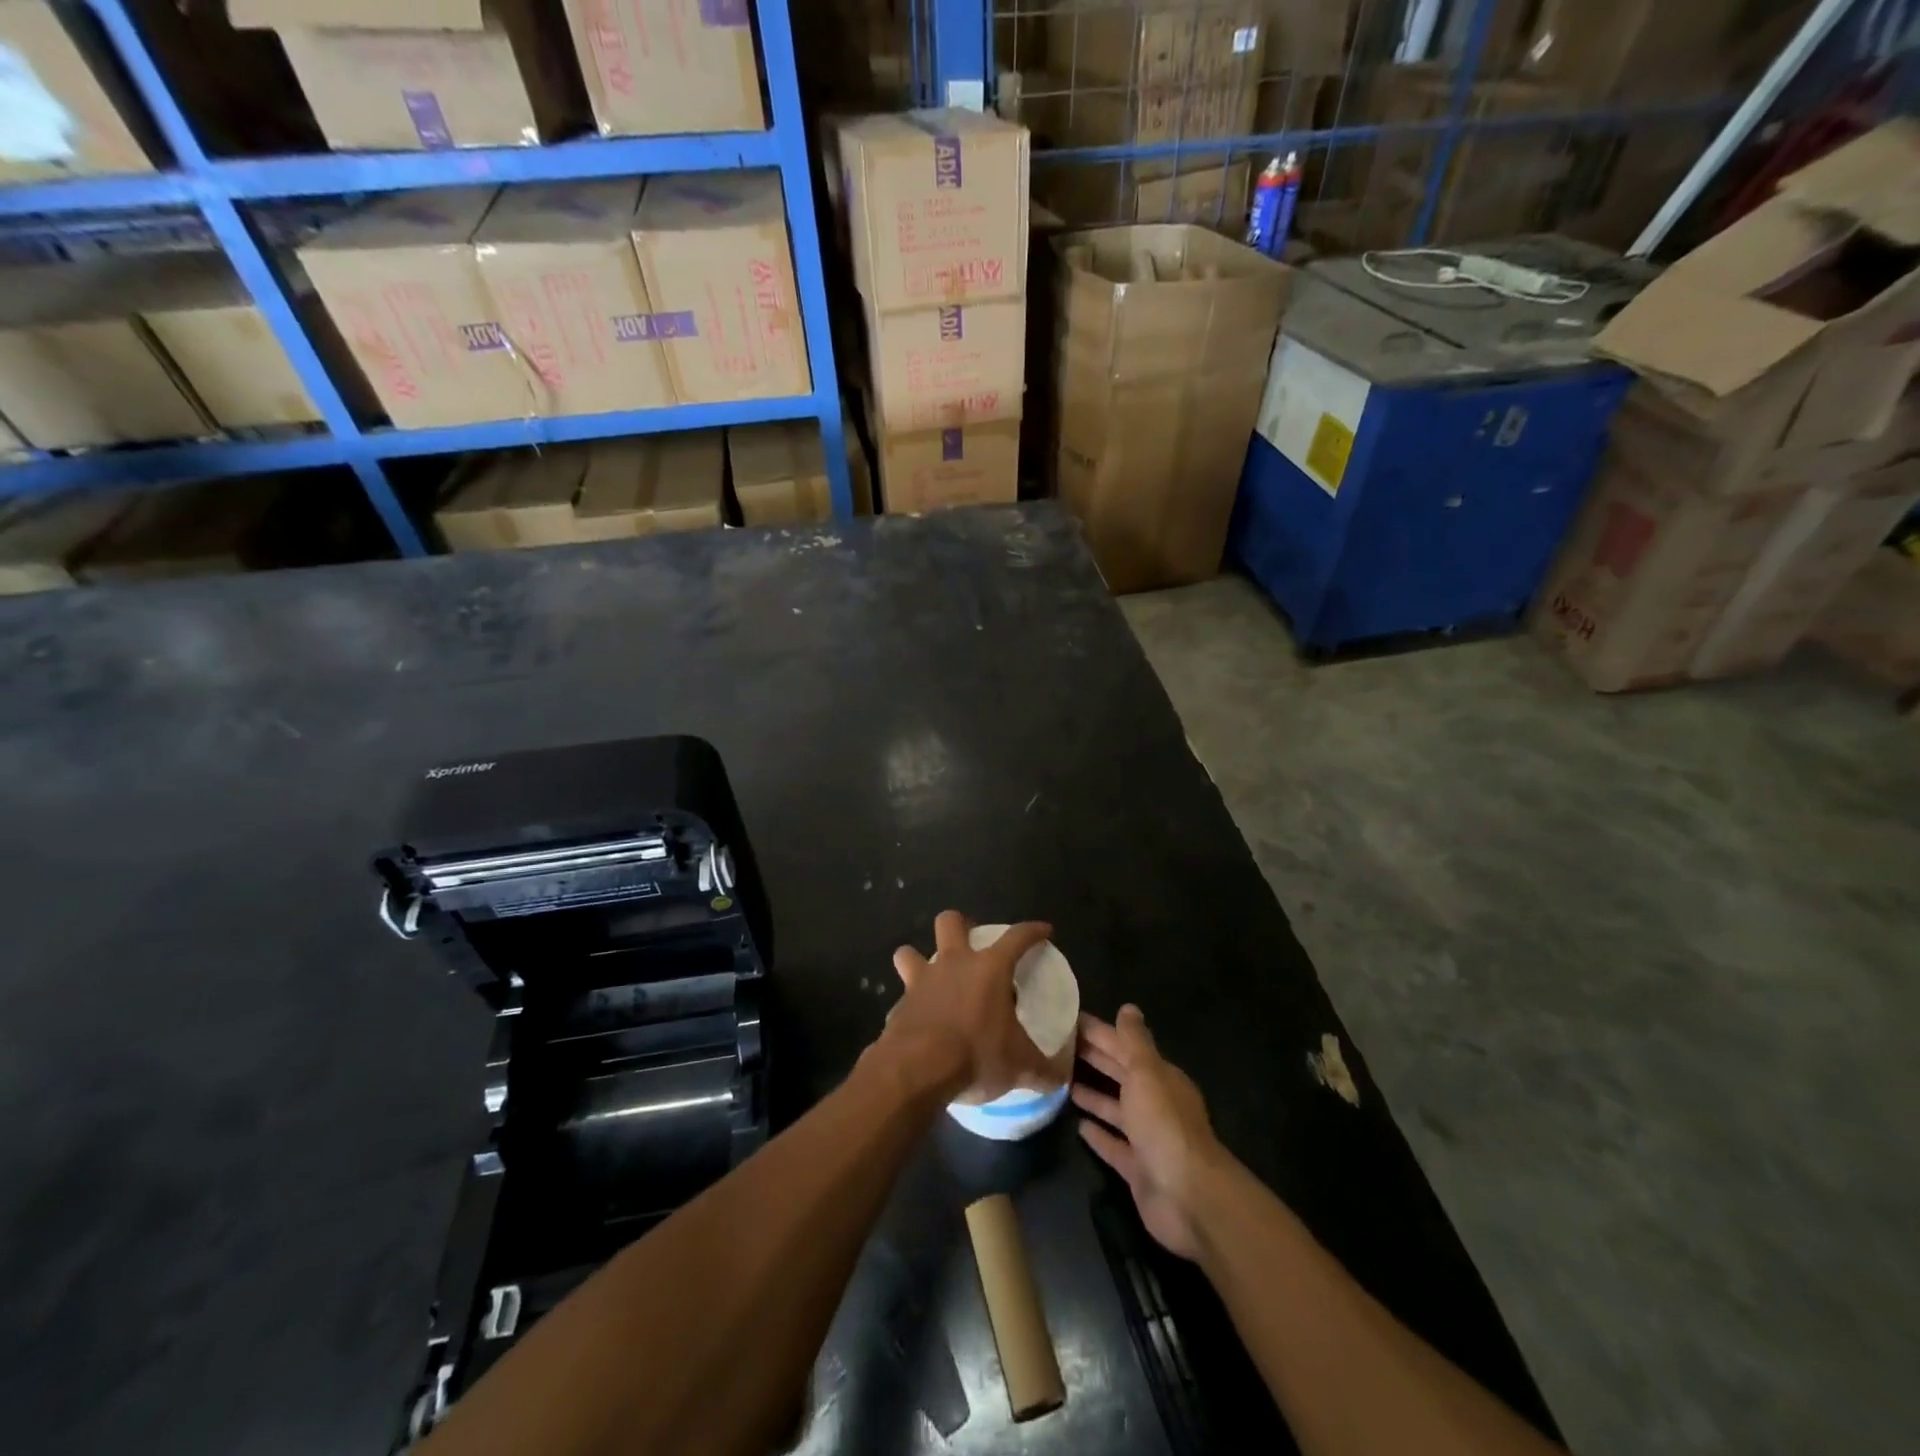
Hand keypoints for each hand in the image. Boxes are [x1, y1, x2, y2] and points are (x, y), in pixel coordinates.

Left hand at [881, 911, 1057, 1103]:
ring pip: (909, 953)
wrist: (917, 1070)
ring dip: (917, 960)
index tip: (1043, 930)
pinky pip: (903, 997)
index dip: (1032, 931)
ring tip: (932, 978)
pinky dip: (911, 1006)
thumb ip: (1043, 1070)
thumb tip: (1061, 1077)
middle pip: (950, 922)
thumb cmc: (976, 1054)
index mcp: (989, 968)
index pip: (1017, 937)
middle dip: (959, 925)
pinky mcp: (898, 1006)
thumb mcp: (1020, 1067)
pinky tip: (920, 1023)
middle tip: (970, 944)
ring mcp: (921, 982)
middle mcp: (953, 964)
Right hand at [1073, 1005, 1230, 1259]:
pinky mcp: (1137, 1168)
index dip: (1098, 1032)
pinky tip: (1077, 1125)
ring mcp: (1147, 1137)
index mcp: (1159, 1077)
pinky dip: (1098, 1134)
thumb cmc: (1164, 1125)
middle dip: (1094, 1058)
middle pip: (1120, 1074)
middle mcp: (1154, 1103)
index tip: (1067, 1020)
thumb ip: (1135, 1041)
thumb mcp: (1147, 1073)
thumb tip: (1128, 1007)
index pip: (1124, 1046)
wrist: (1188, 1197)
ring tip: (1061, 1081)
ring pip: (1115, 1109)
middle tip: (1055, 1046)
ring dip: (1093, 1094)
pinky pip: (1114, 1145)